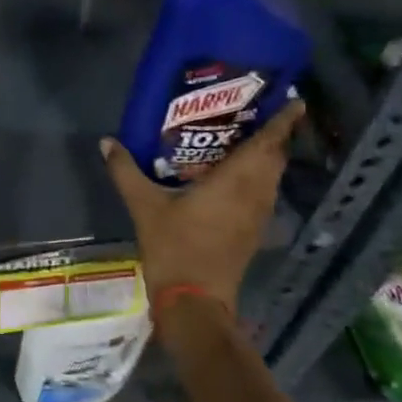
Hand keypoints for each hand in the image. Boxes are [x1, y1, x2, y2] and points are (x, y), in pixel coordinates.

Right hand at [100, 101, 302, 313]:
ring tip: (247, 135)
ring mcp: (257, 215)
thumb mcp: (144, 206)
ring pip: (272, 176)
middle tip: (258, 110)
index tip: (294, 100)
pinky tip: (235, 173)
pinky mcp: (253, 231)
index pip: (268, 144)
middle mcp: (254, 194)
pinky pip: (264, 192)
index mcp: (236, 182)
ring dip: (268, 155)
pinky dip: (259, 175)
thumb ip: (126, 171)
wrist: (194, 301)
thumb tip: (107, 141)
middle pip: (275, 157)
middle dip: (274, 134)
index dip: (283, 122)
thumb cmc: (174, 247)